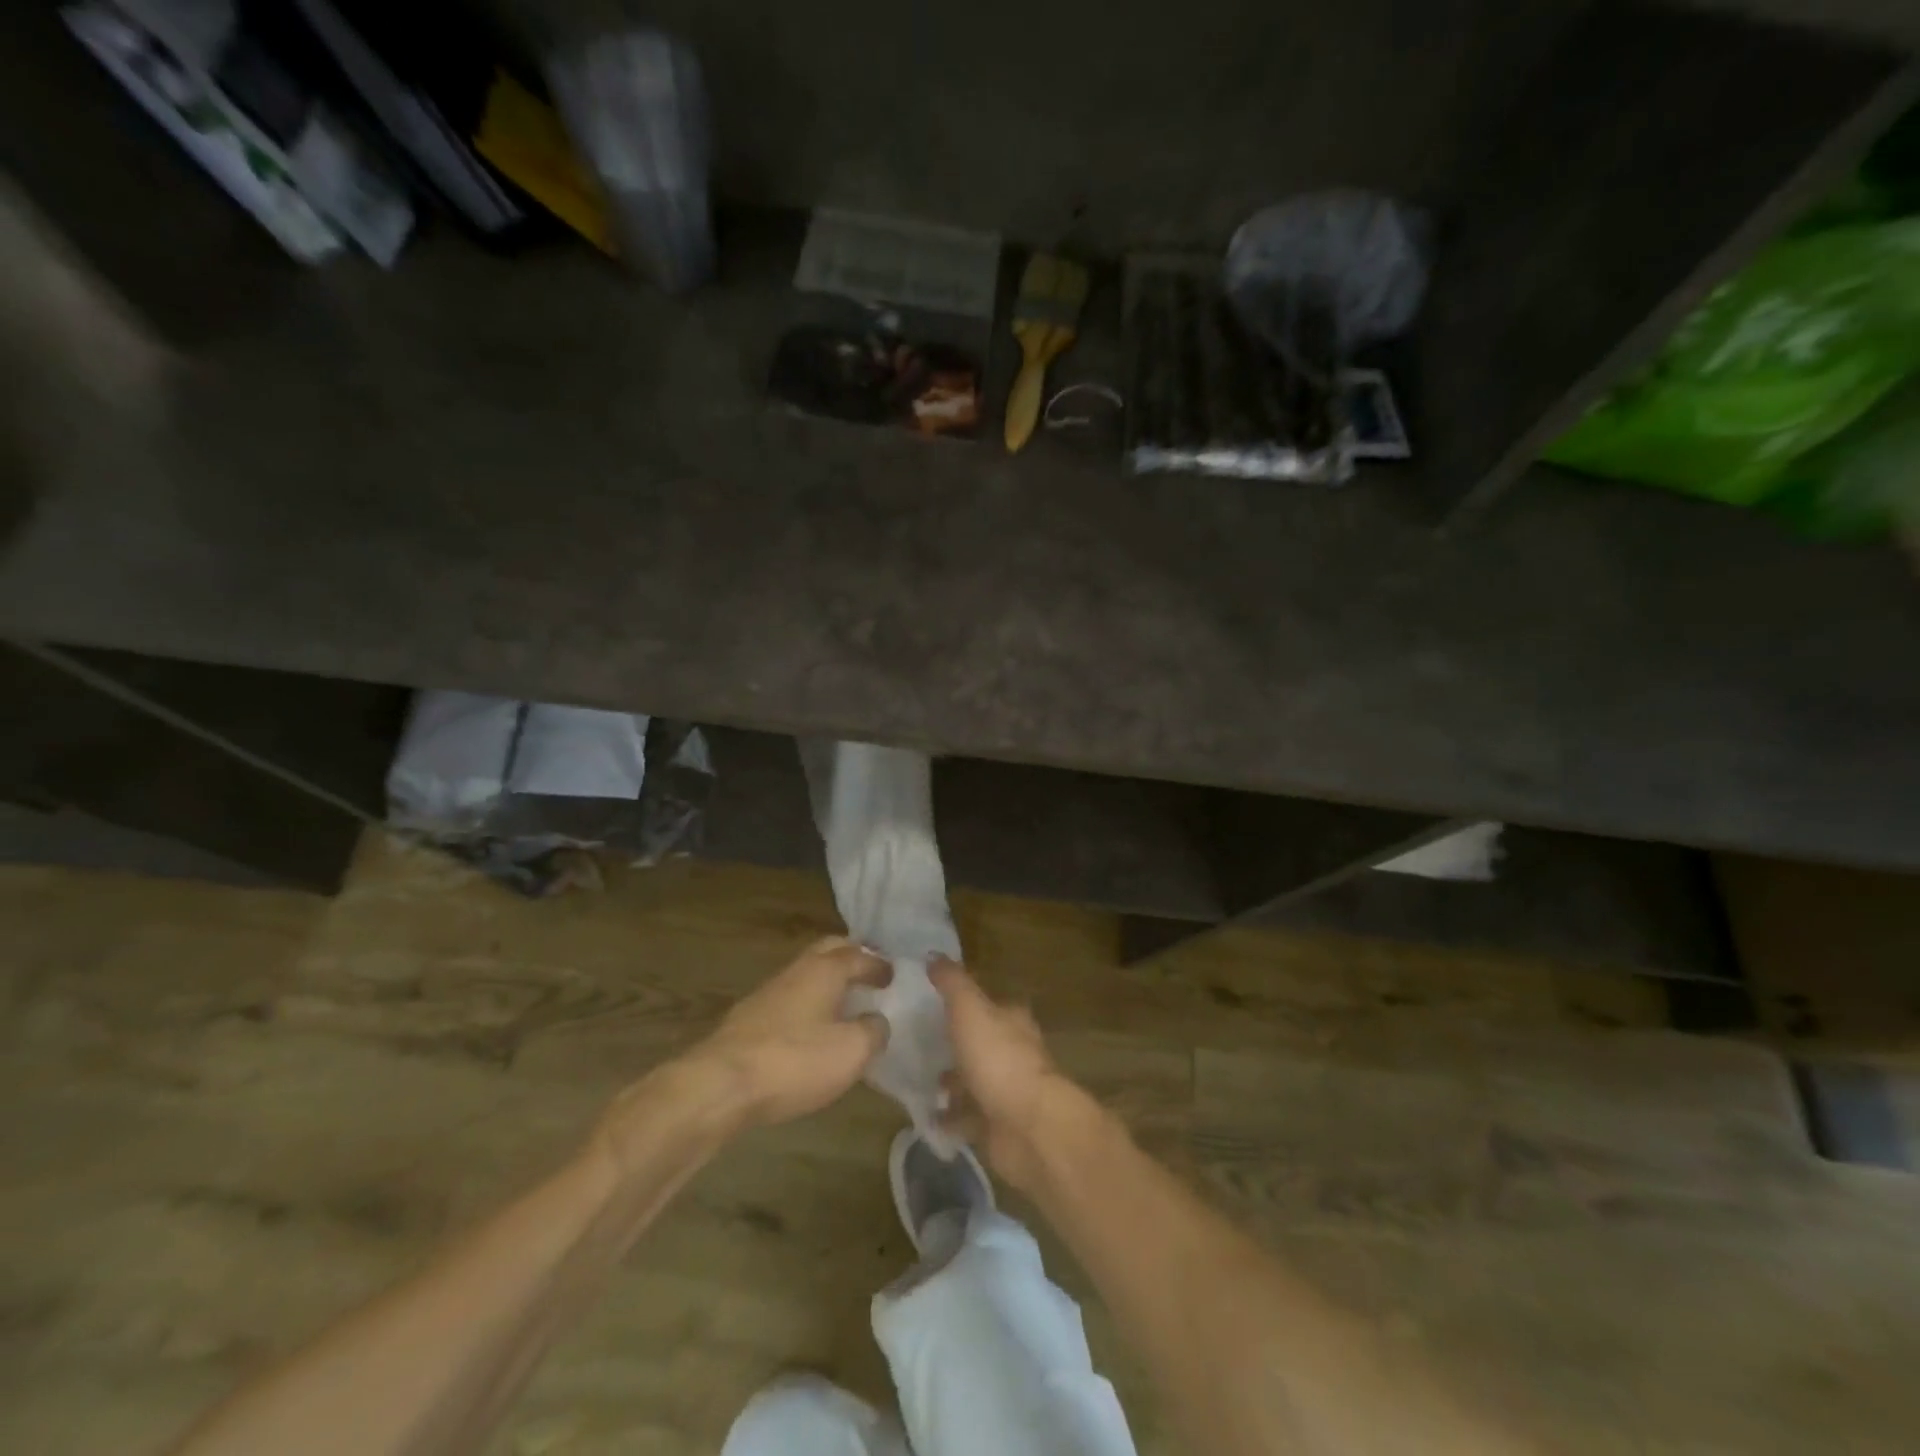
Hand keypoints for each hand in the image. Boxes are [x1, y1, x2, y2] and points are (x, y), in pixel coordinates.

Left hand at [684, 936, 892, 1128]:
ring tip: (842, 1002)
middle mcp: (796, 971)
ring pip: (804, 974)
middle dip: (849, 956)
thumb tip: (876, 1022)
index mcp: (824, 970)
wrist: (720, 1085)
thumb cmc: (795, 1060)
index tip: (892, 975)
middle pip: (827, 950)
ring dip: (826, 981)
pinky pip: (788, 999)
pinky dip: (807, 1004)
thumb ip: (873, 1031)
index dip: (878, 964)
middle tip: (867, 971)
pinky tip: (810, 1028)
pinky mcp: (747, 1019)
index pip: (858, 955)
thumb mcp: (851, 1051)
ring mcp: (767, 993)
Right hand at [930, 955, 1082, 1189]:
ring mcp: (1008, 1091)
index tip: (935, 1003)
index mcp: (1012, 1020)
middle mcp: (1014, 1052)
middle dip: (955, 1045)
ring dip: (951, 1083)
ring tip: (917, 1080)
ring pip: (975, 1081)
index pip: (990, 1004)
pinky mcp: (999, 1126)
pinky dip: (950, 1119)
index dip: (965, 1002)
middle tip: (919, 1044)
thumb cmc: (998, 1058)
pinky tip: (926, 1116)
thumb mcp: (969, 1008)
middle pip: (982, 1043)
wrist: (1028, 1127)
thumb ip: (952, 982)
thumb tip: (933, 954)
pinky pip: (969, 1119)